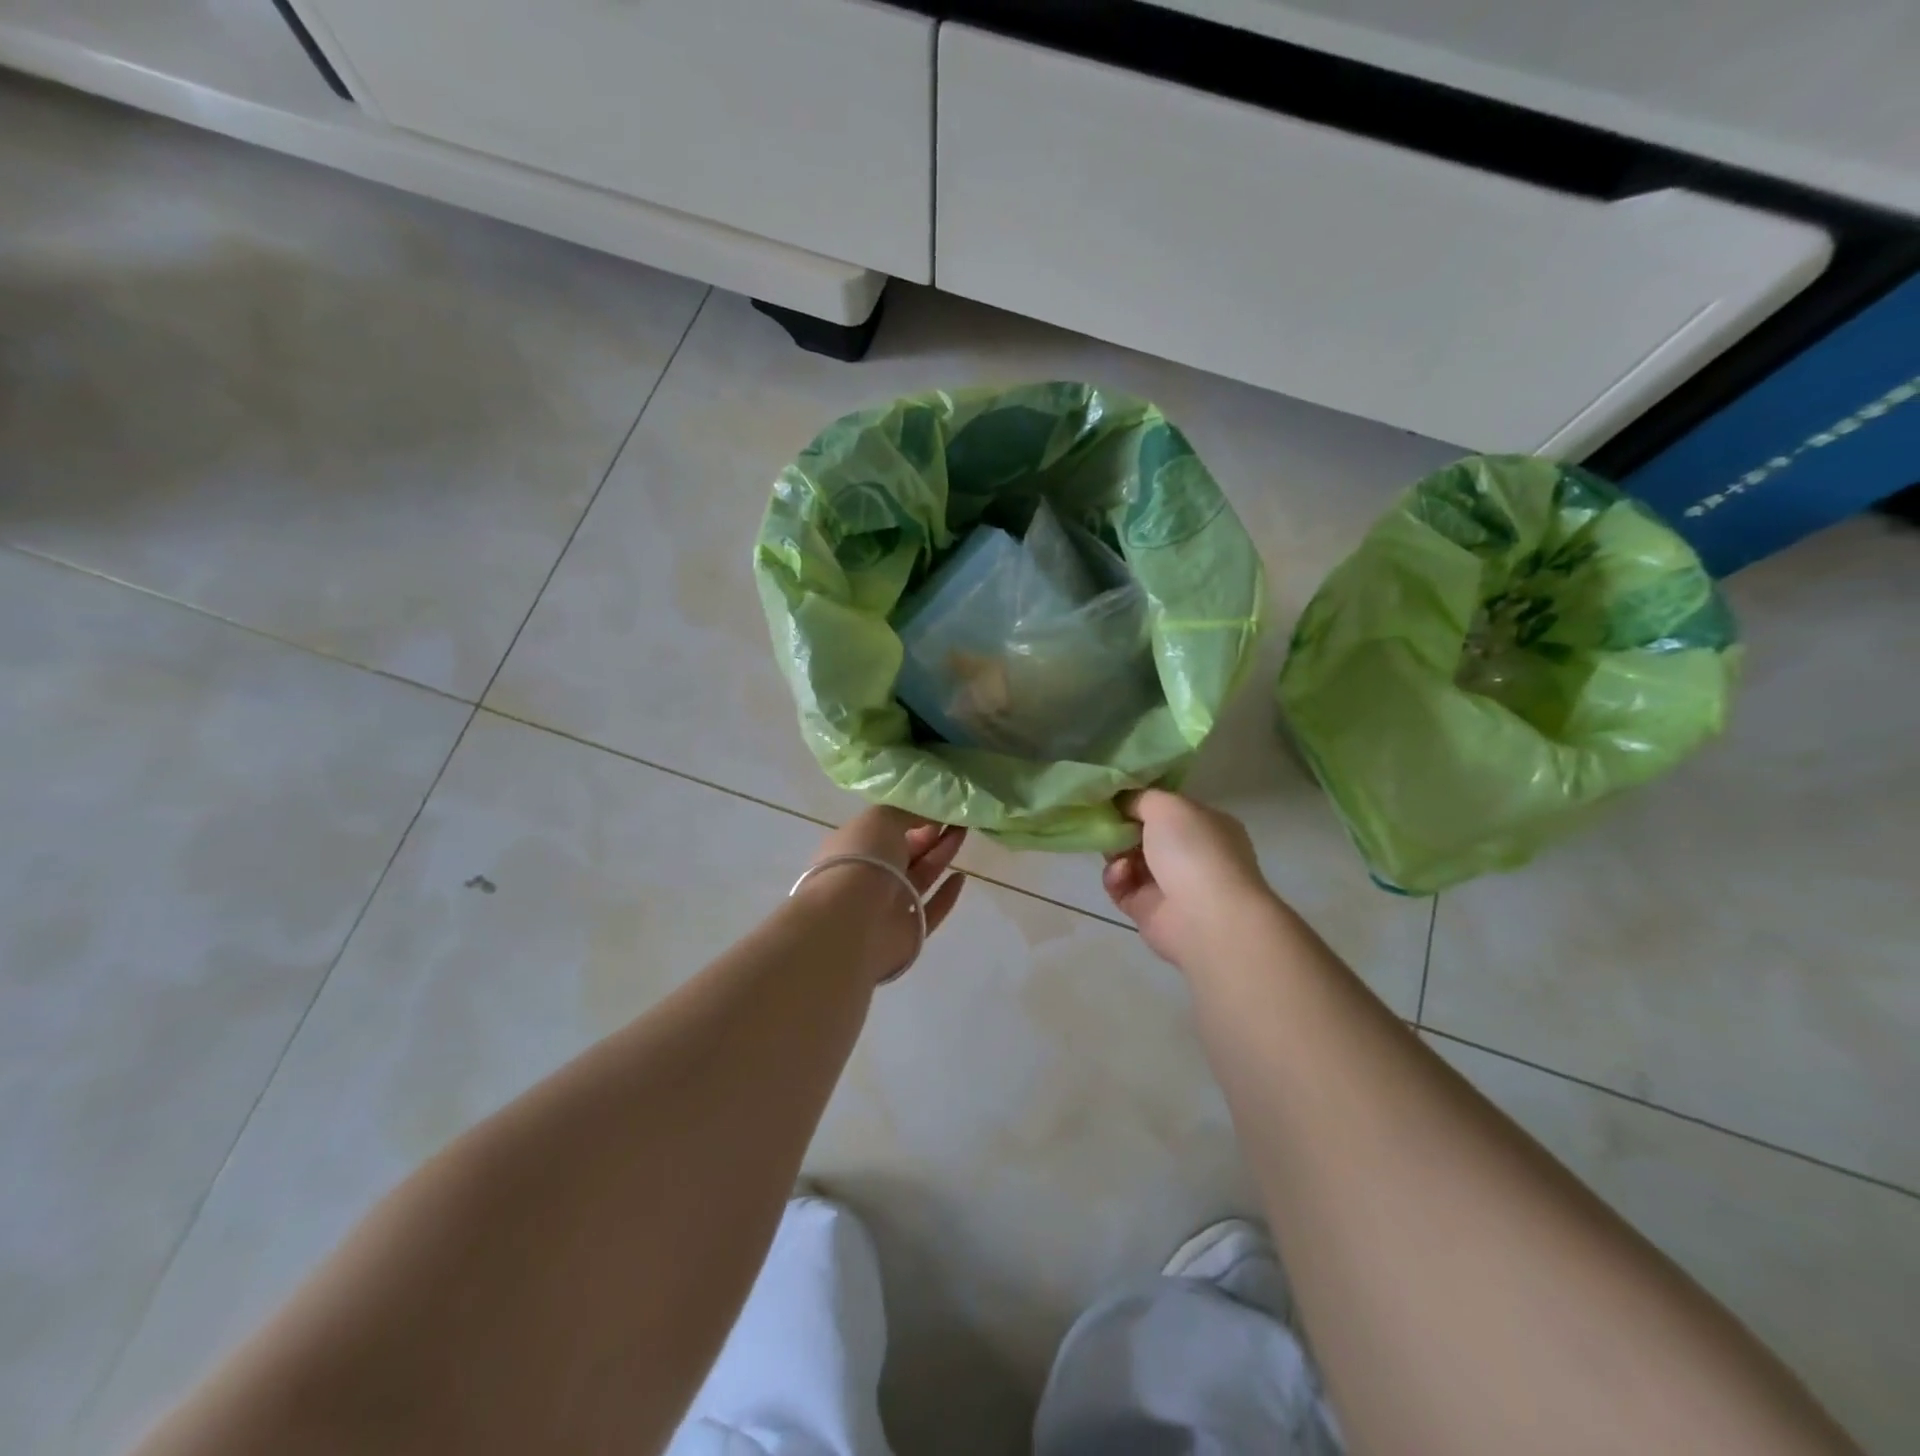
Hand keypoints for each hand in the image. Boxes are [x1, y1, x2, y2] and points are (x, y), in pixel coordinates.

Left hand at [799, 807, 966, 982]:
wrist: (854, 921)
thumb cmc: (862, 859)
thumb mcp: (882, 818)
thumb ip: (908, 811)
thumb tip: (929, 809)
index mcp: (855, 848)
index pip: (885, 829)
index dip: (911, 816)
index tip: (936, 804)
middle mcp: (869, 877)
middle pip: (906, 853)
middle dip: (931, 834)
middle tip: (957, 815)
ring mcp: (888, 908)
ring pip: (920, 877)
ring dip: (942, 854)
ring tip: (964, 832)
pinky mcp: (908, 933)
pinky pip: (931, 911)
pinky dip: (946, 895)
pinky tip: (961, 877)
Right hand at [1102, 790, 1275, 968]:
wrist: (1205, 917)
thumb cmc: (1194, 850)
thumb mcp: (1168, 805)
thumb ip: (1141, 798)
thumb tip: (1124, 802)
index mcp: (1206, 826)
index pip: (1169, 809)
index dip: (1140, 801)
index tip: (1113, 796)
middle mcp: (1191, 854)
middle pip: (1145, 835)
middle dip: (1122, 827)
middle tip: (1104, 821)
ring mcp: (1170, 885)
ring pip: (1129, 860)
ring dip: (1116, 852)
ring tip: (1114, 850)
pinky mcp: (1147, 910)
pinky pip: (1122, 888)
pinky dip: (1116, 878)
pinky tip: (1122, 874)